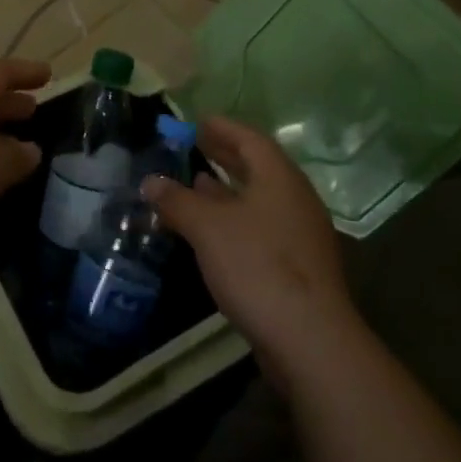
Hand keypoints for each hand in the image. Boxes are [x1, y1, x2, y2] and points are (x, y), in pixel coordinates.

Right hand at [141, 116, 359, 391]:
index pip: (250, 139)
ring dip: (228, 190)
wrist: (310, 340)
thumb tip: (150, 181)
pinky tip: (213, 233)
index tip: (198, 121)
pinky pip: (262, 228)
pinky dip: (236, 219)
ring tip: (197, 184)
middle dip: (225, 155)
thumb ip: (177, 200)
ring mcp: (300, 235)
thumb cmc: (257, 266)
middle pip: (258, 167)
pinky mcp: (299, 267)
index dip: (222, 127)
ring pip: (260, 200)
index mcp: (279, 178)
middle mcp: (295, 199)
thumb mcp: (207, 227)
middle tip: (195, 146)